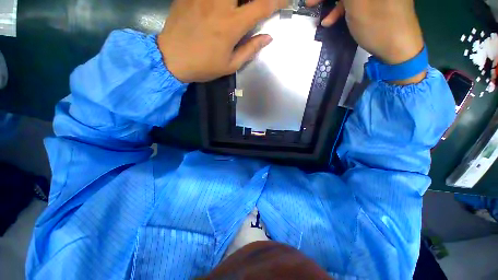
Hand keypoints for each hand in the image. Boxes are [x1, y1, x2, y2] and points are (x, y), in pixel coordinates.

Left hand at [158, 0, 287, 82]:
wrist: (172, 59)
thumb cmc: (204, 66)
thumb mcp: (230, 65)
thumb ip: (250, 49)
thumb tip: (268, 38)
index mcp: (231, 26)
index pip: (261, 6)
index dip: (276, 1)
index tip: (285, 1)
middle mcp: (219, 5)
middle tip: (254, 6)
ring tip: (237, 8)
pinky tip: (219, 7)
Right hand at [306, 0, 423, 66]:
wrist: (399, 49)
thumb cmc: (379, 26)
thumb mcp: (358, 5)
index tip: (311, 1)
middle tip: (312, 4)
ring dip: (335, 5)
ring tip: (324, 21)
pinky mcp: (379, 3)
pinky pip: (358, 2)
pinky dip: (344, 10)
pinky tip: (333, 21)